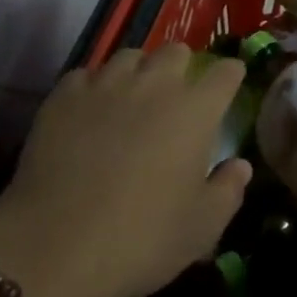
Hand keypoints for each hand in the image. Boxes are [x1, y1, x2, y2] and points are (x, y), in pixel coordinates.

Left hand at [0, 46, 251, 296]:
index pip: (224, 73)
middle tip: (178, 95)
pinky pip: (87, 75)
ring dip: (139, 71)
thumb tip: (239, 165)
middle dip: (183, 67)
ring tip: (132, 98)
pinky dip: (95, 87)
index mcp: (195, 110)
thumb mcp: (202, 228)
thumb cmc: (143, 238)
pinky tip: (90, 111)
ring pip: (130, 56)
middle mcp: (153, 84)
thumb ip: (228, 190)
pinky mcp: (64, 95)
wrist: (57, 245)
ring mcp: (106, 84)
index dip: (230, 75)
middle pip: (176, 51)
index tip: (230, 81)